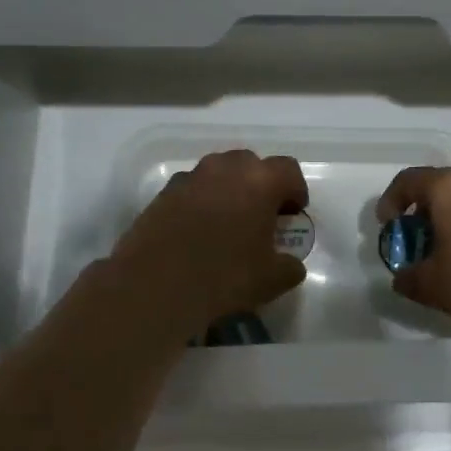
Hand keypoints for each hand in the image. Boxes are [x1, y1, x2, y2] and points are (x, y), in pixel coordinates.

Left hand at [109, 150, 309, 335]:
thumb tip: (291, 263)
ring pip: (218, 173)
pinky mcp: (163, 193)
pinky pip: (192, 189)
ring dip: (228, 190)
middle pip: (251, 164)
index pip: (289, 170)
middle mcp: (225, 168)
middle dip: (260, 185)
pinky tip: (198, 232)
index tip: (293, 214)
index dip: (295, 190)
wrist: (155, 286)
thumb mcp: (271, 280)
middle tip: (261, 215)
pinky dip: (201, 202)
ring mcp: (190, 178)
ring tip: (228, 223)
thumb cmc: (224, 277)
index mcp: (259, 181)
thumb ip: (289, 266)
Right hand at [376, 167, 450, 329]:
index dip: (390, 201)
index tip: (388, 227)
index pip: (408, 180)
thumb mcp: (433, 285)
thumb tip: (402, 277)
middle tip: (416, 242)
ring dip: (449, 219)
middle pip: (438, 187)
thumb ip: (409, 279)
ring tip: (447, 253)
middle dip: (421, 213)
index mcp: (448, 187)